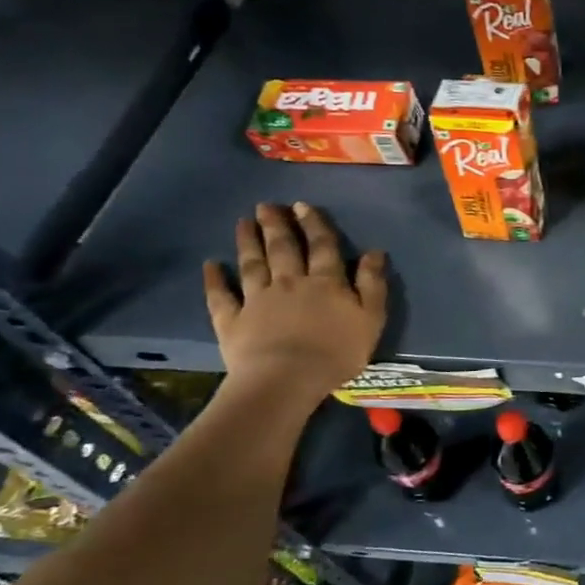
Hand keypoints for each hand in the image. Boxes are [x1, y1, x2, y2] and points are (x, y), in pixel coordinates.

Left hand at [203, 203, 386, 405]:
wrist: (286, 379)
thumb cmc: (336, 351)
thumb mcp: (370, 318)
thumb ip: (372, 284)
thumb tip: (374, 252)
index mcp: (325, 282)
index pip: (322, 246)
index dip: (314, 224)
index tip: (302, 206)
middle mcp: (289, 282)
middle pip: (282, 249)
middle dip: (276, 225)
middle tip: (266, 206)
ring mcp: (257, 300)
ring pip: (252, 264)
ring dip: (247, 242)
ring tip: (243, 223)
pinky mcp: (232, 321)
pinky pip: (221, 296)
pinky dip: (214, 280)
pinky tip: (210, 265)